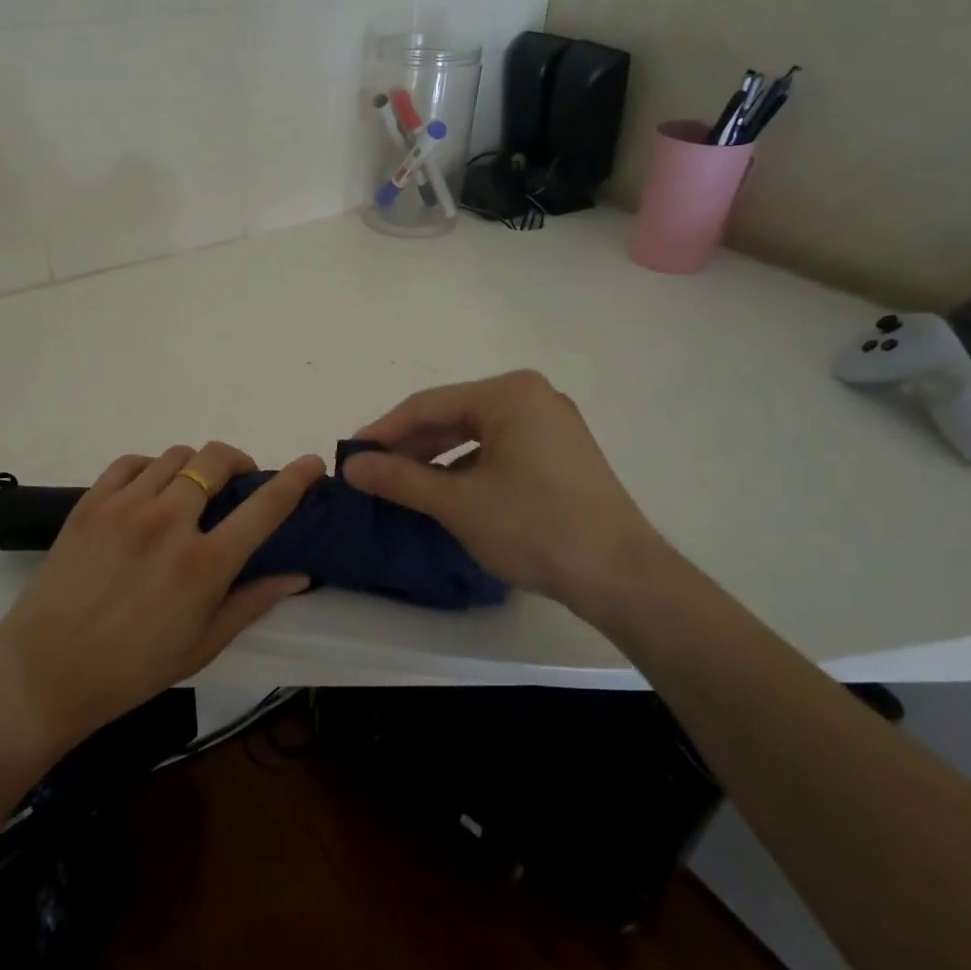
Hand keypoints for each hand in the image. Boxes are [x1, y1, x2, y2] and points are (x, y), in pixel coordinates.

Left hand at [0, 442, 325, 746]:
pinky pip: (131, 462)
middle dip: (238, 462)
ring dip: (195, 467)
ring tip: (190, 492)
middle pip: (216, 459)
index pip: (265, 507)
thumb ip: (253, 602)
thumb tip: (298, 574)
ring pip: (176, 456)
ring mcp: (126, 507)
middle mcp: (169, 522)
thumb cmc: (132, 669)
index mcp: (204, 563)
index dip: (295, 479)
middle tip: (237, 484)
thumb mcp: (203, 645)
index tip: (312, 463)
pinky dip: (151, 468)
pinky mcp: (91, 503)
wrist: (46, 671)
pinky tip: (150, 491)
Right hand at [341, 371, 680, 629]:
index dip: (383, 431)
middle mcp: (531, 396)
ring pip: (474, 432)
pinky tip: (444, 489)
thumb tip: (350, 466)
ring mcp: (550, 422)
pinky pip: (498, 447)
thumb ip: (399, 479)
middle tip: (371, 471)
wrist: (621, 576)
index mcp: (509, 393)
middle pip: (452, 415)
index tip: (349, 454)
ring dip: (435, 457)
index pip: (427, 405)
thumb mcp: (458, 503)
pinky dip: (466, 466)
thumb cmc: (535, 528)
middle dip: (409, 445)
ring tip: (400, 482)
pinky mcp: (560, 451)